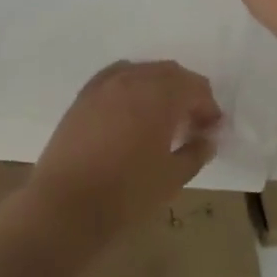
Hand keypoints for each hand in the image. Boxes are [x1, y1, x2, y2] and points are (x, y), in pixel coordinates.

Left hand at [23, 61, 220, 249]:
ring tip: (162, 117)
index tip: (212, 130)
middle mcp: (133, 79)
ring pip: (142, 71)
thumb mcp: (172, 178)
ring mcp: (104, 84)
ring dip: (159, 87)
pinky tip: (131, 109)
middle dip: (186, 93)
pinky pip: (115, 77)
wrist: (65, 206)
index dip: (208, 107)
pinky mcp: (83, 96)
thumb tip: (207, 139)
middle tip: (192, 123)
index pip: (194, 87)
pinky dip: (131, 85)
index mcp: (160, 95)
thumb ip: (195, 152)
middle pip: (169, 73)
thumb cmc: (126, 194)